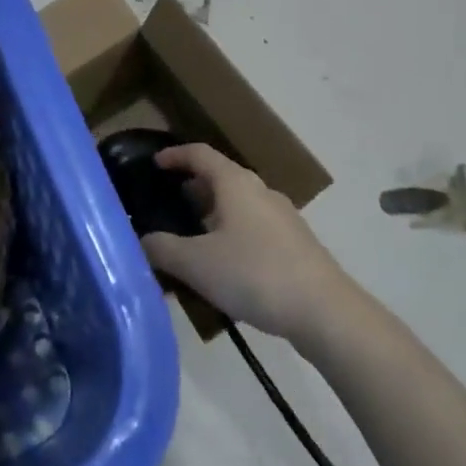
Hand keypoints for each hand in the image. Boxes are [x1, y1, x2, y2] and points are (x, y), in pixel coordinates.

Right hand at [140, 144, 356, 346]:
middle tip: (168, 203)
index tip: (155, 162)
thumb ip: (162, 249)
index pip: (200, 154)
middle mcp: (260, 192)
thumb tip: (141, 240)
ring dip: (213, 213)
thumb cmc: (254, 274)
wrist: (324, 310)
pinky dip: (231, 233)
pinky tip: (223, 264)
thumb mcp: (196, 263)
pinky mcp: (295, 244)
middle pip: (222, 178)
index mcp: (235, 184)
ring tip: (191, 237)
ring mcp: (282, 218)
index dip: (176, 155)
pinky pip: (253, 227)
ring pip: (239, 205)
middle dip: (194, 187)